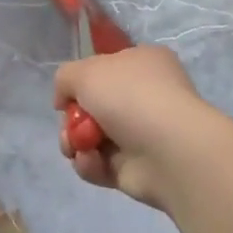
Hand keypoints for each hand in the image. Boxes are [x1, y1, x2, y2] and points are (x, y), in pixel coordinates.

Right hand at [54, 45, 211, 210]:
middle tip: (69, 126)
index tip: (67, 94)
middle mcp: (144, 97)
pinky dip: (90, 164)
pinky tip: (94, 161)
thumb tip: (64, 101)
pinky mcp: (134, 168)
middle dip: (71, 119)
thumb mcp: (85, 71)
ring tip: (76, 147)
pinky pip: (98, 164)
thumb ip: (65, 79)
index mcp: (142, 64)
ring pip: (89, 138)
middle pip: (91, 107)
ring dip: (75, 142)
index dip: (81, 82)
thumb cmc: (129, 97)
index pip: (104, 69)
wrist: (167, 149)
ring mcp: (140, 134)